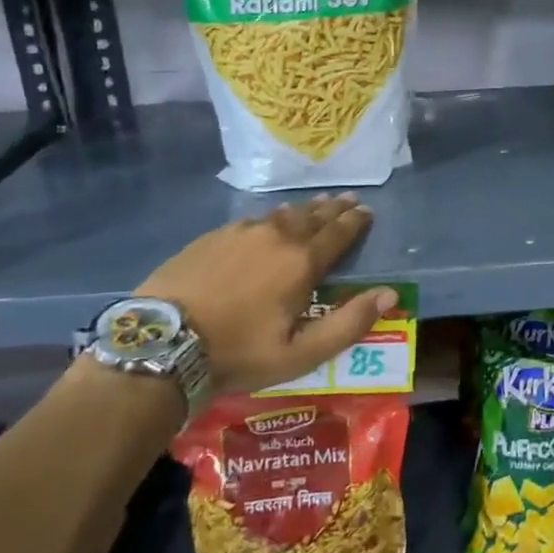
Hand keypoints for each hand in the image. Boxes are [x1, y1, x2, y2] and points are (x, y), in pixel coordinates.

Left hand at [137, 194, 394, 395]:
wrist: (162, 342)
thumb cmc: (238, 353)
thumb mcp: (301, 353)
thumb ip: (349, 323)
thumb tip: (391, 294)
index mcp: (302, 263)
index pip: (338, 233)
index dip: (356, 222)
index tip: (367, 210)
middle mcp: (277, 237)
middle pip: (312, 217)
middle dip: (333, 208)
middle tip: (347, 199)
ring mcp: (241, 232)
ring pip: (282, 214)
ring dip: (304, 209)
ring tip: (316, 204)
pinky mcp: (212, 237)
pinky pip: (253, 220)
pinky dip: (271, 217)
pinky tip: (269, 219)